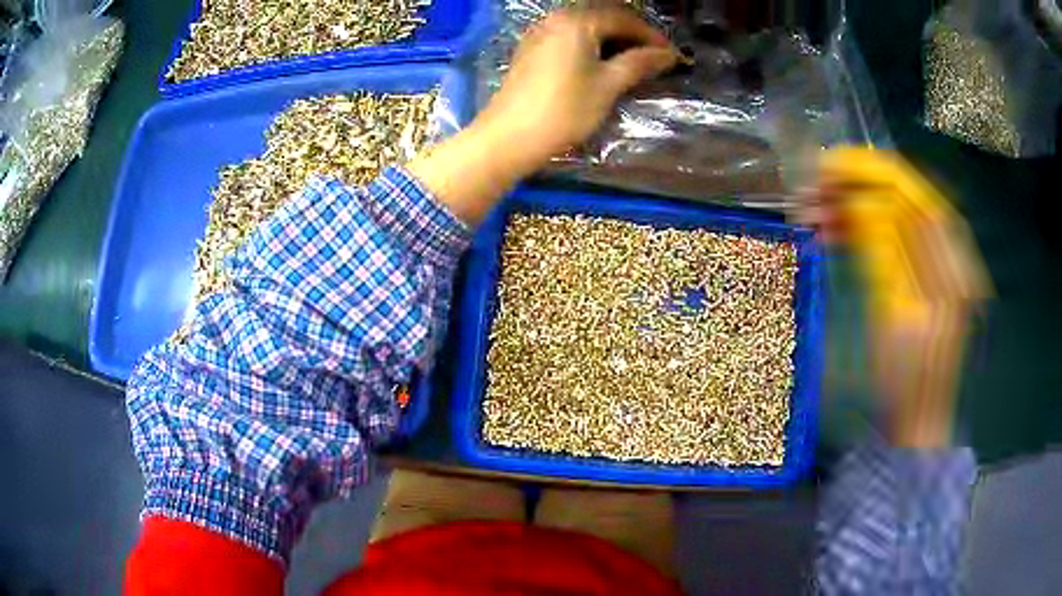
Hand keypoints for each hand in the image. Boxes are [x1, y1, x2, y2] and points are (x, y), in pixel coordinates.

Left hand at [409, 5, 676, 223]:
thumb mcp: (608, 86)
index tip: (672, 55)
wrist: (508, 138)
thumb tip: (668, 54)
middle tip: (655, 57)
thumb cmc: (563, 111)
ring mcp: (540, 33)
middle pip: (604, 17)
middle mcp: (556, 18)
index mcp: (577, 21)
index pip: (624, 18)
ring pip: (586, 26)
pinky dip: (591, 44)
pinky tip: (602, 62)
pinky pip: (569, 36)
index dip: (651, 35)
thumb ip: (638, 63)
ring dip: (612, 39)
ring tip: (633, 61)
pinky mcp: (531, 49)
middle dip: (632, 34)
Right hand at [801, 148, 991, 447]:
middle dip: (860, 185)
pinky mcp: (923, 274)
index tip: (833, 165)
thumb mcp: (894, 320)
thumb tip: (859, 203)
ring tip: (814, 212)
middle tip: (814, 188)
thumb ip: (883, 254)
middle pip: (907, 198)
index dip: (876, 173)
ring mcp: (939, 264)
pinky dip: (863, 228)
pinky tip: (833, 231)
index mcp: (952, 268)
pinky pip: (894, 237)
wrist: (917, 419)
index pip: (917, 198)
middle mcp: (951, 255)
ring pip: (896, 214)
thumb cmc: (906, 383)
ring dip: (855, 206)